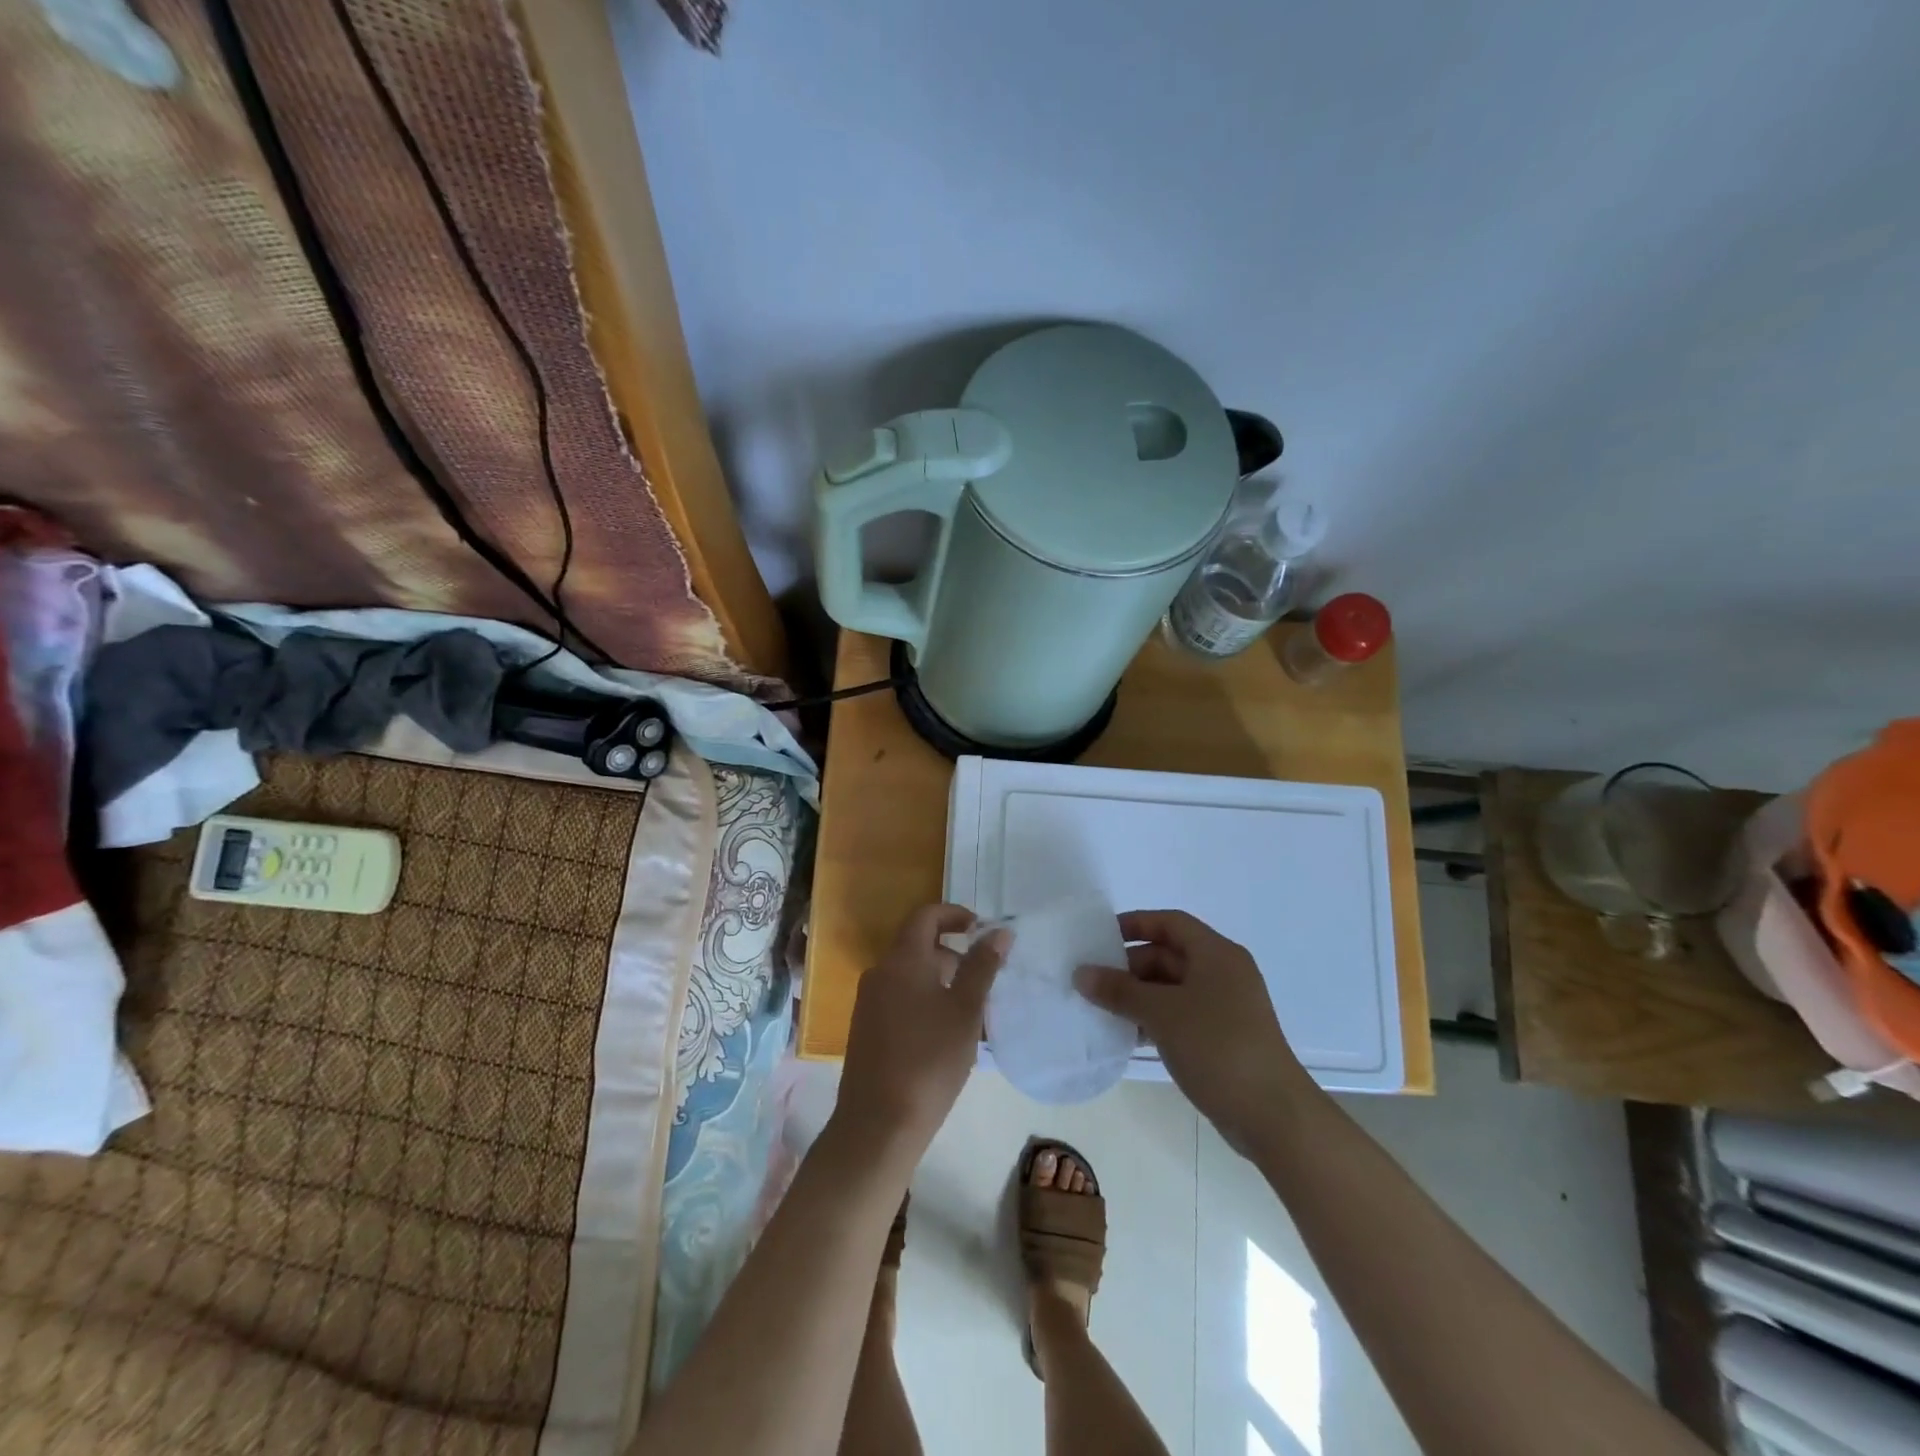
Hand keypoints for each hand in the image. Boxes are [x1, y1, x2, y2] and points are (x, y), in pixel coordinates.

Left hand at [832, 904, 1008, 1166]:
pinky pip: (899, 997)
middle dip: (953, 953)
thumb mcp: (965, 1011)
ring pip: (910, 974)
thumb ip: (982, 967)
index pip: (926, 915)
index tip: (981, 930)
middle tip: (984, 979)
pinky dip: (924, 1000)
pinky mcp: (865, 1028)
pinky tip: (944, 1034)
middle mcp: (880, 971)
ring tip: (970, 1012)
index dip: (955, 914)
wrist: (878, 1124)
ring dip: (941, 980)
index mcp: (902, 959)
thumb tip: (999, 931)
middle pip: (918, 945)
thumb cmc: (929, 1060)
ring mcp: (868, 1001)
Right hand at [1076, 910, 1313, 1151]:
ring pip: (1172, 989)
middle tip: (1093, 981)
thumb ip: (1119, 990)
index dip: (1135, 924)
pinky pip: (1180, 1015)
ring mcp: (1224, 1008)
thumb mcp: (1161, 1013)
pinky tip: (1126, 1035)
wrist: (1272, 1115)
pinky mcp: (1222, 1038)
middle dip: (1130, 966)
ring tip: (1101, 1009)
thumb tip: (1081, 973)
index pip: (1170, 923)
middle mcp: (1223, 973)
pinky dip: (1153, 1019)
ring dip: (1138, 996)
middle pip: (1169, 955)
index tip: (1100, 937)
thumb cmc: (1217, 1047)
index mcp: (1216, 954)